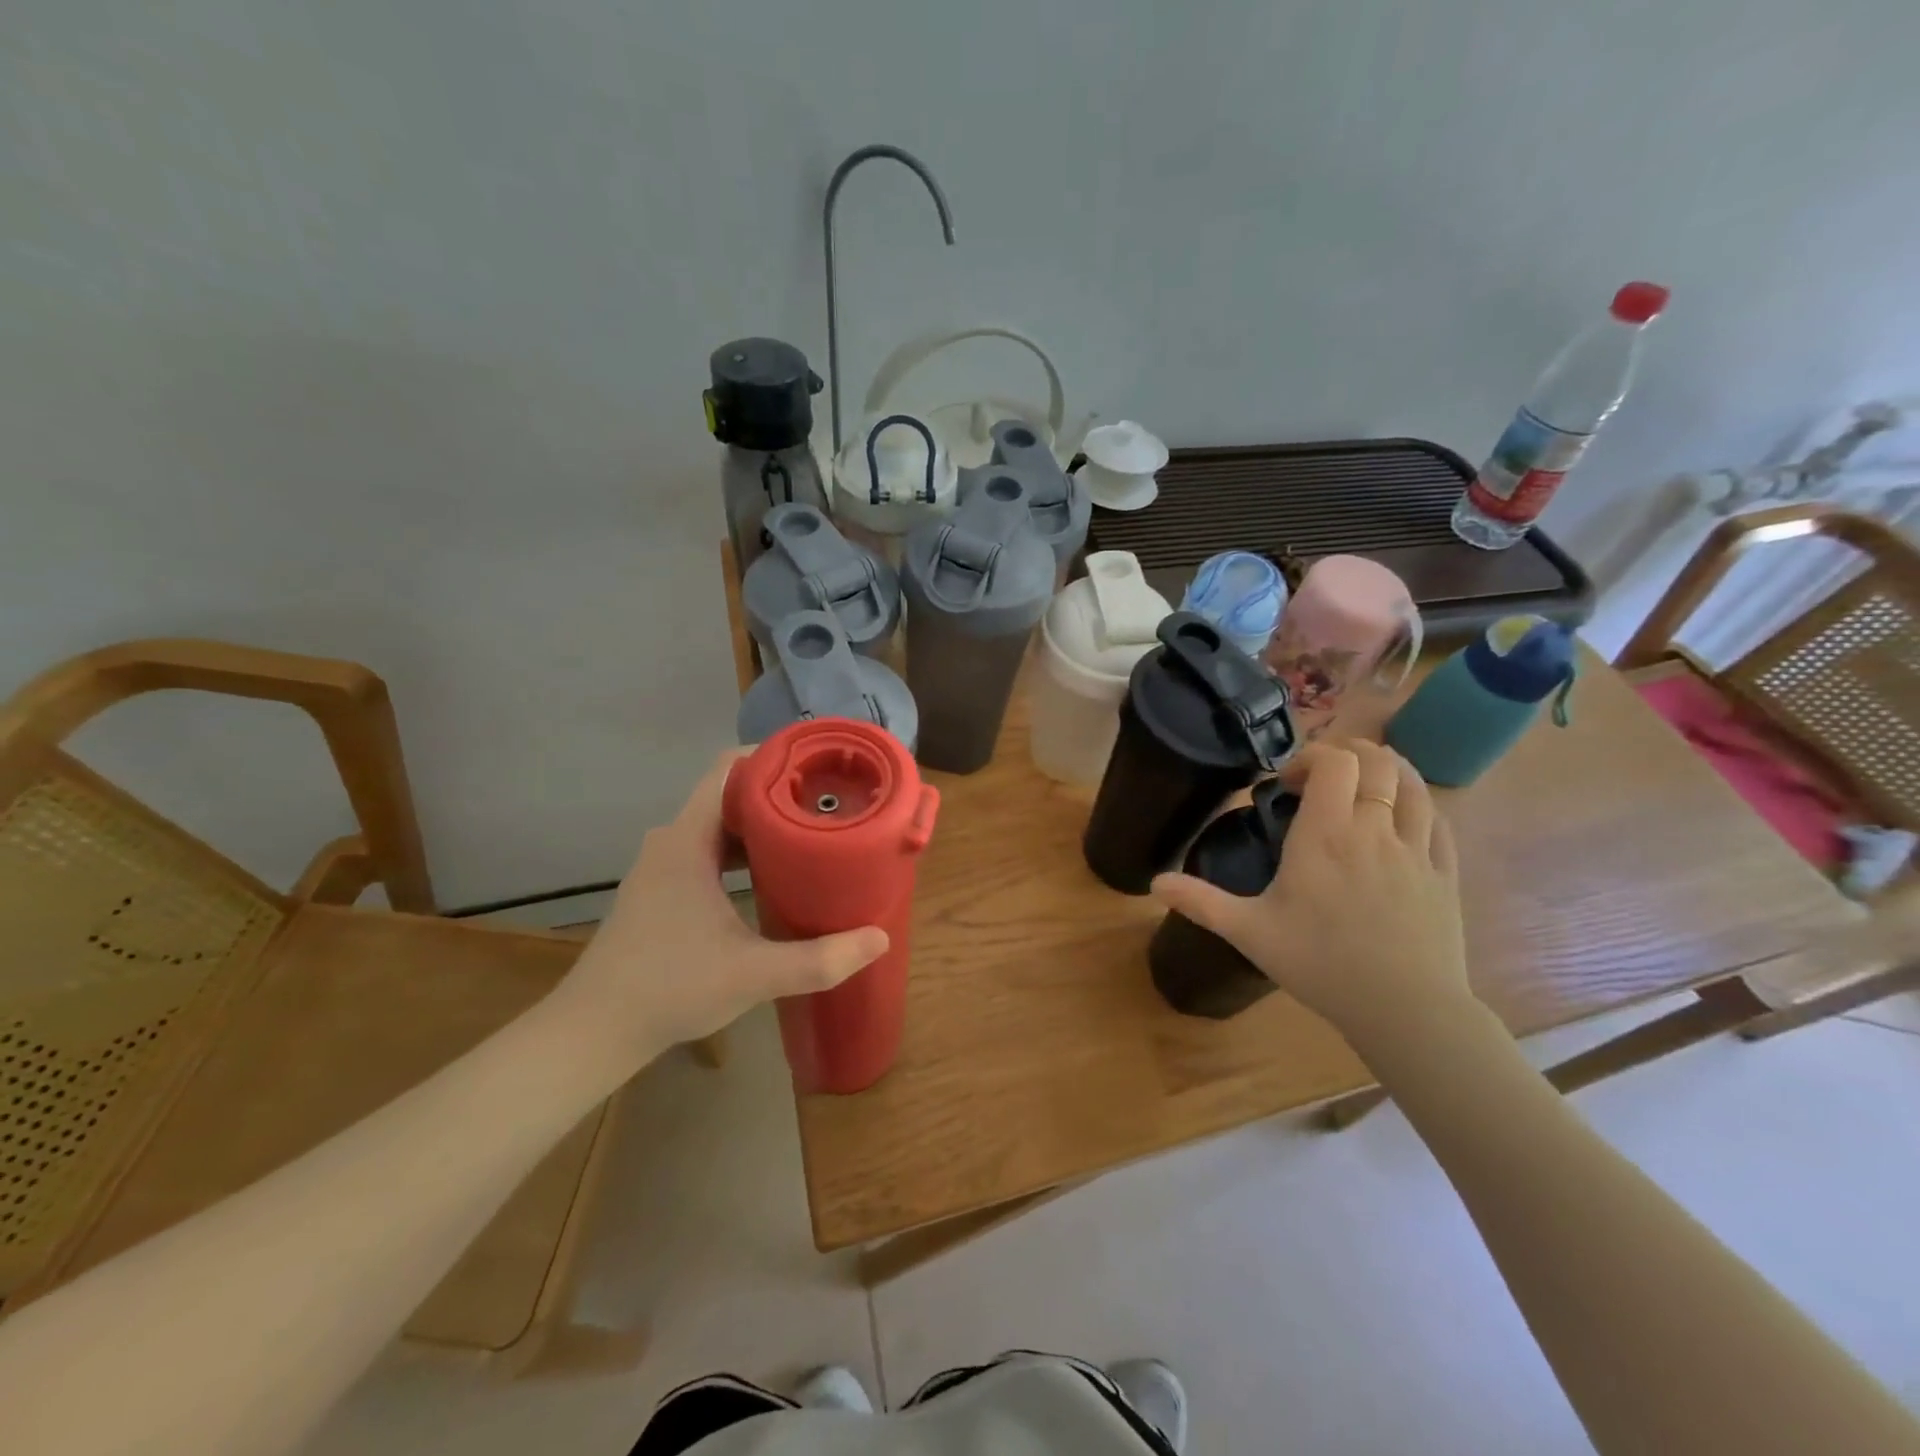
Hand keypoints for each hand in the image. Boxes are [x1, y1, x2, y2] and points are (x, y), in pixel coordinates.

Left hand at [560, 751, 888, 1064]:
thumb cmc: (670, 988)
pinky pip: (708, 850)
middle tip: (829, 804)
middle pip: (729, 794)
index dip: (772, 758)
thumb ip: (819, 959)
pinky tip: (773, 874)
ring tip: (810, 834)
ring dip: (762, 825)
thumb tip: (879, 939)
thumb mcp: (753, 974)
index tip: (817, 767)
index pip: (728, 769)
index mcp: (687, 841)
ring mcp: (662, 866)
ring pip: (718, 825)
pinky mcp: (661, 889)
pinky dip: (742, 851)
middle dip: (779, 793)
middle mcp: (671, 841)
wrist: (594, 1031)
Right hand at [1151, 740, 1469, 1052]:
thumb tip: (1154, 882)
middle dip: (1349, 754)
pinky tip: (1401, 819)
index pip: (1334, 762)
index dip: (1312, 756)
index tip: (1288, 783)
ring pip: (1413, 783)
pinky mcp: (1445, 873)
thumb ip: (1200, 901)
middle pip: (1377, 761)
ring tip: (1363, 784)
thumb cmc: (1321, 963)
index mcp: (1326, 834)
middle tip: (1323, 777)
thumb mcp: (1250, 932)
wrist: (1405, 1009)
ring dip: (1388, 770)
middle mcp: (1375, 828)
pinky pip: (1437, 819)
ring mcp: (1417, 849)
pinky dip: (1417, 805)